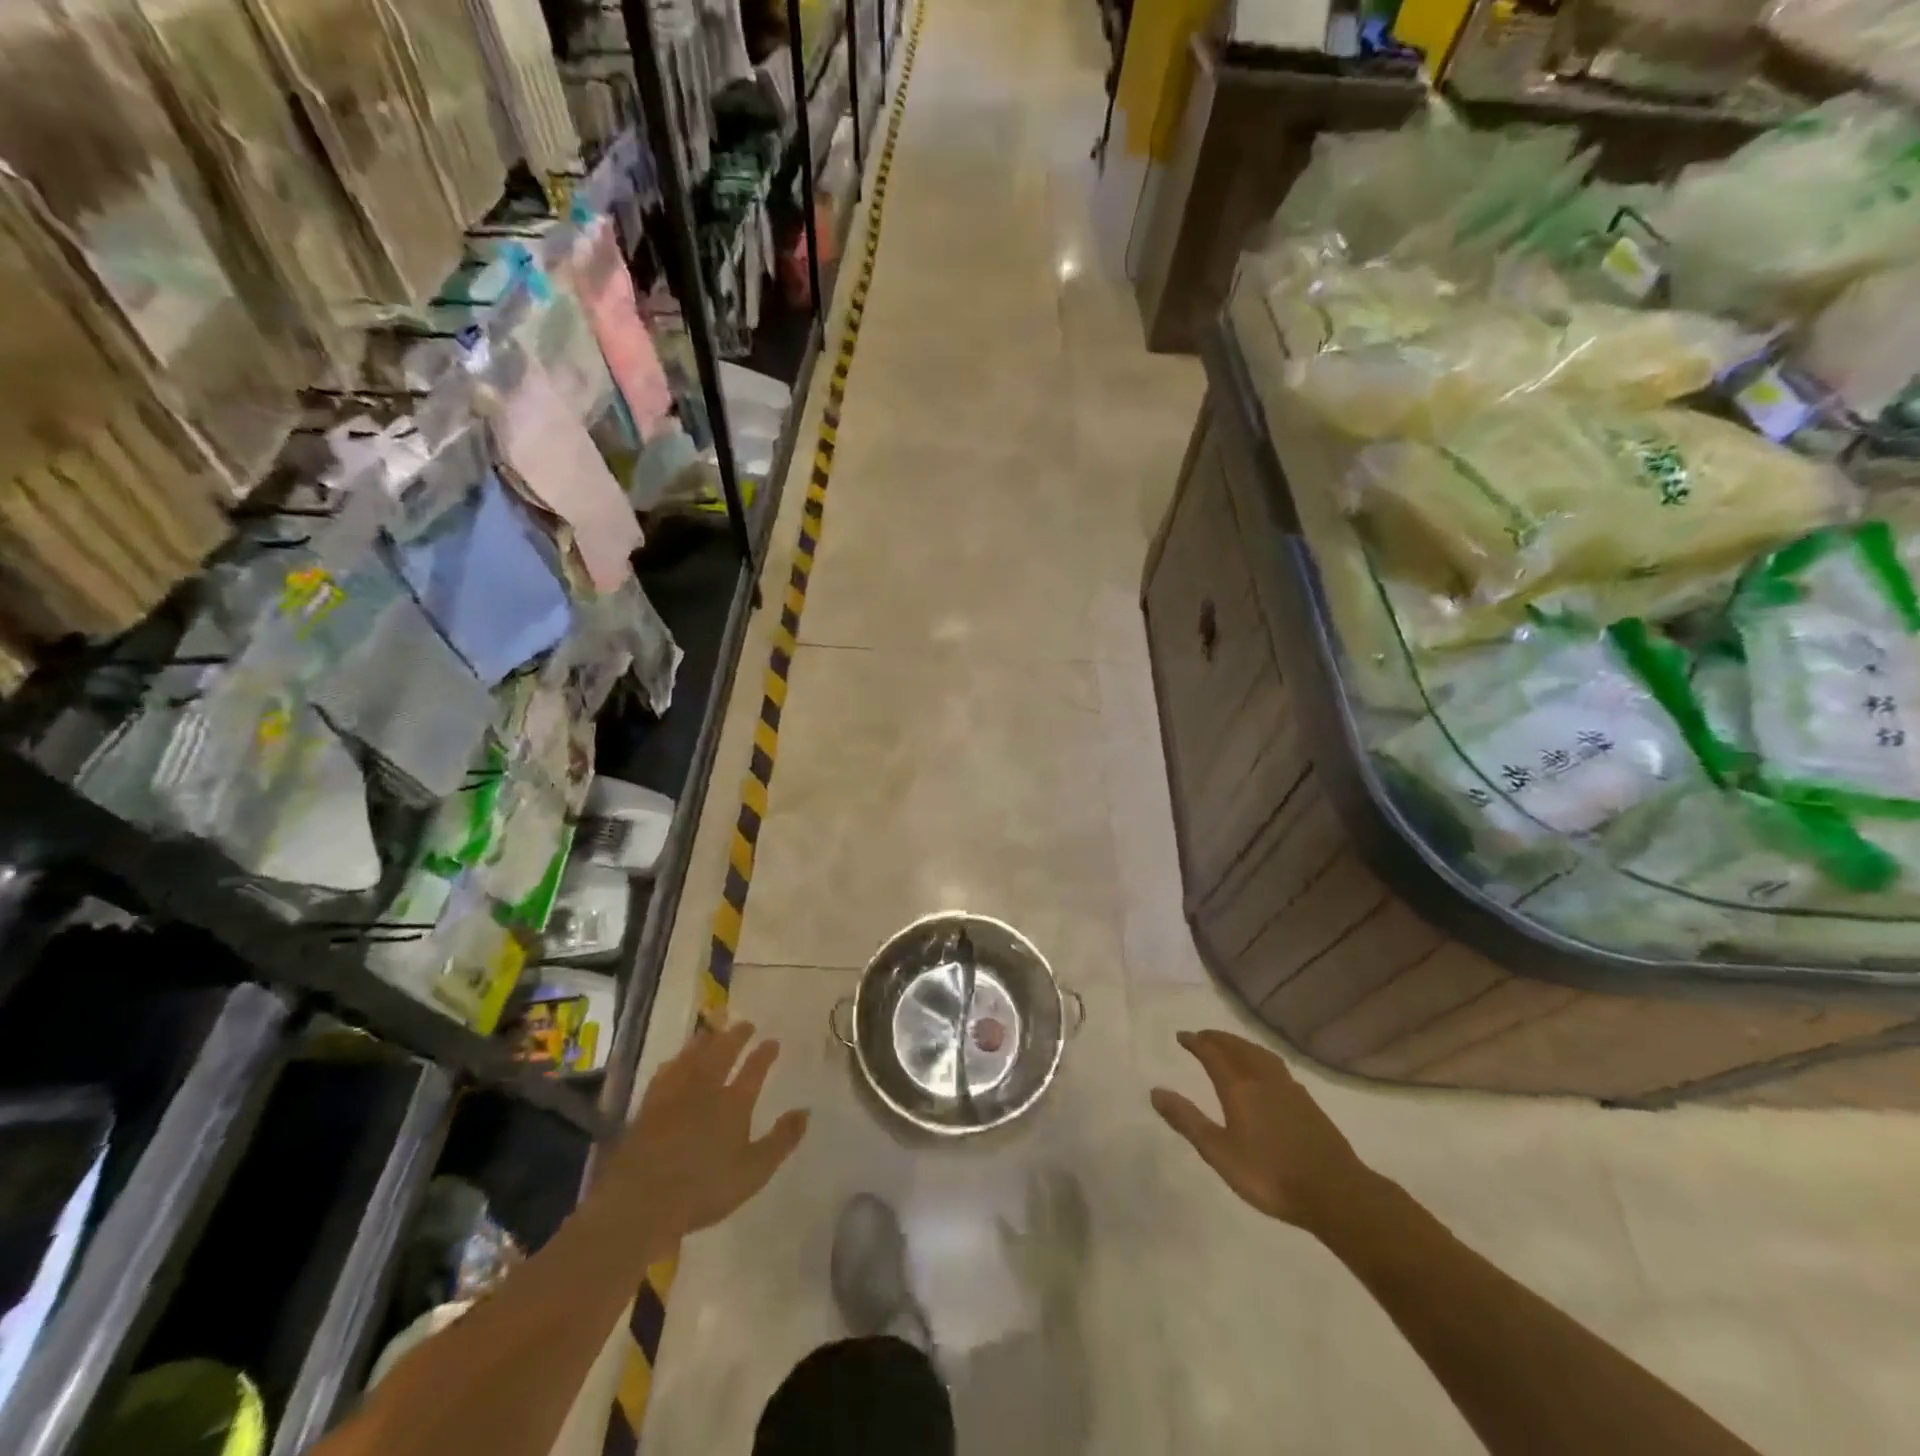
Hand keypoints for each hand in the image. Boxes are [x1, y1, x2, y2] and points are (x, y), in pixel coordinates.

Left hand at [601, 1020, 809, 1238]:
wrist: (640, 1202)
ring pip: (692, 1057)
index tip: (773, 1041)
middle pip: (722, 1053)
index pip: (754, 1070)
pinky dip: (676, 1061)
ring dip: (705, 1042)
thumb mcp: (753, 1172)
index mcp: (733, 1103)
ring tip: (712, 1032)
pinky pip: (666, 1072)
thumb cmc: (703, 1189)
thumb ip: (781, 1141)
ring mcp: (674, 1095)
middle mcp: (705, 1089)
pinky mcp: (648, 1106)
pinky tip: (675, 1060)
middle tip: (746, 1024)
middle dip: (736, 1036)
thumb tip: (805, 1111)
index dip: (764, 1054)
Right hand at [1150, 1030, 1372, 1231]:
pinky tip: (1264, 1071)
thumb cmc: (1270, 1175)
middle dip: (1216, 1038)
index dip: (1195, 1042)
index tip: (1182, 1037)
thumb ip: (1187, 1120)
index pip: (1212, 1052)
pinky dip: (1259, 1057)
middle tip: (1201, 1037)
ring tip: (1229, 1046)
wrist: (1336, 1193)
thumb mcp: (1219, 1153)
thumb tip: (1155, 1091)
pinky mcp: (1307, 1101)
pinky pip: (1275, 1065)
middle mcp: (1262, 1077)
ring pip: (1258, 1053)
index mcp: (1238, 1086)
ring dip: (1239, 1044)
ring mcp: (1288, 1087)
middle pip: (1236, 1047)